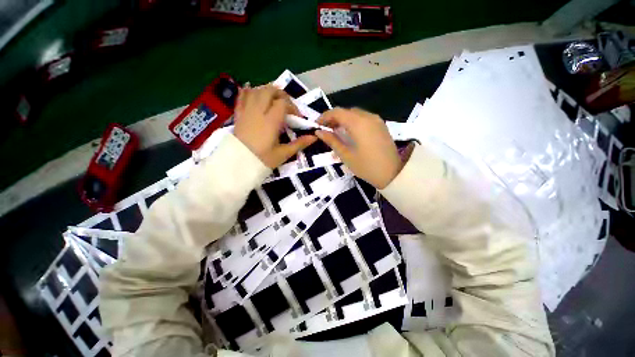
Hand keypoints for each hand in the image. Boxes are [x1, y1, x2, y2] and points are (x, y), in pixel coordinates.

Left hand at [234, 85, 316, 167]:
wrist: (238, 165)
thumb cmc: (263, 160)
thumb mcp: (283, 154)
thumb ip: (299, 144)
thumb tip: (314, 137)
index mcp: (271, 121)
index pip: (283, 103)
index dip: (292, 107)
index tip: (297, 117)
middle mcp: (258, 111)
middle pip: (269, 91)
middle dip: (280, 94)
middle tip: (286, 105)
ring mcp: (246, 111)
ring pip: (256, 91)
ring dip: (266, 91)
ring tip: (273, 100)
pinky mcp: (238, 115)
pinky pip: (241, 97)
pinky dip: (247, 91)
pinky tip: (252, 91)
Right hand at [316, 108, 401, 188]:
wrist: (392, 174)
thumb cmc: (366, 167)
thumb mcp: (346, 155)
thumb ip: (332, 141)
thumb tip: (319, 132)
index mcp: (358, 123)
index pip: (337, 112)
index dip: (324, 117)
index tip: (316, 125)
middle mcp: (368, 117)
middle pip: (346, 111)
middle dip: (334, 118)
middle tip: (325, 130)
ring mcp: (377, 120)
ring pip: (355, 114)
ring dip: (344, 120)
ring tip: (336, 131)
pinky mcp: (381, 125)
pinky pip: (364, 118)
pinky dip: (353, 122)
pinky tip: (350, 133)